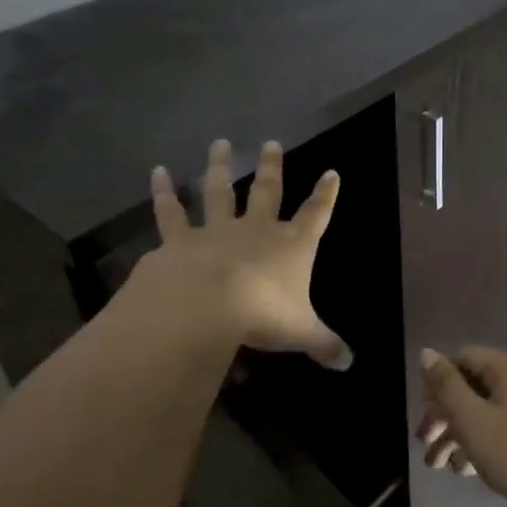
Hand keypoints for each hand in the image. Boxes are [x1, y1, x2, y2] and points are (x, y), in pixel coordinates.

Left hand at [142, 139, 351, 368]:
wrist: (208, 305)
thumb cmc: (264, 314)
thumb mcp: (301, 332)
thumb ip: (325, 344)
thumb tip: (350, 363)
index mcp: (291, 246)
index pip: (316, 215)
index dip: (326, 195)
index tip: (331, 172)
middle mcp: (256, 230)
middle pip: (267, 191)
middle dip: (272, 167)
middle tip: (271, 142)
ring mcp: (217, 231)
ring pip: (220, 191)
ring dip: (220, 166)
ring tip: (219, 143)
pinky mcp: (181, 240)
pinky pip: (171, 213)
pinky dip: (163, 192)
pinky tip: (157, 172)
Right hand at [417, 346, 506, 506]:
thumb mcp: (470, 418)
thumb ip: (445, 384)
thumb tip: (426, 352)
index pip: (463, 359)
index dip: (438, 382)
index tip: (423, 412)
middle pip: (472, 387)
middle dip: (443, 415)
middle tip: (423, 442)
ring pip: (484, 411)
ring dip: (457, 434)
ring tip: (437, 465)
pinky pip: (501, 428)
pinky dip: (480, 443)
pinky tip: (463, 470)